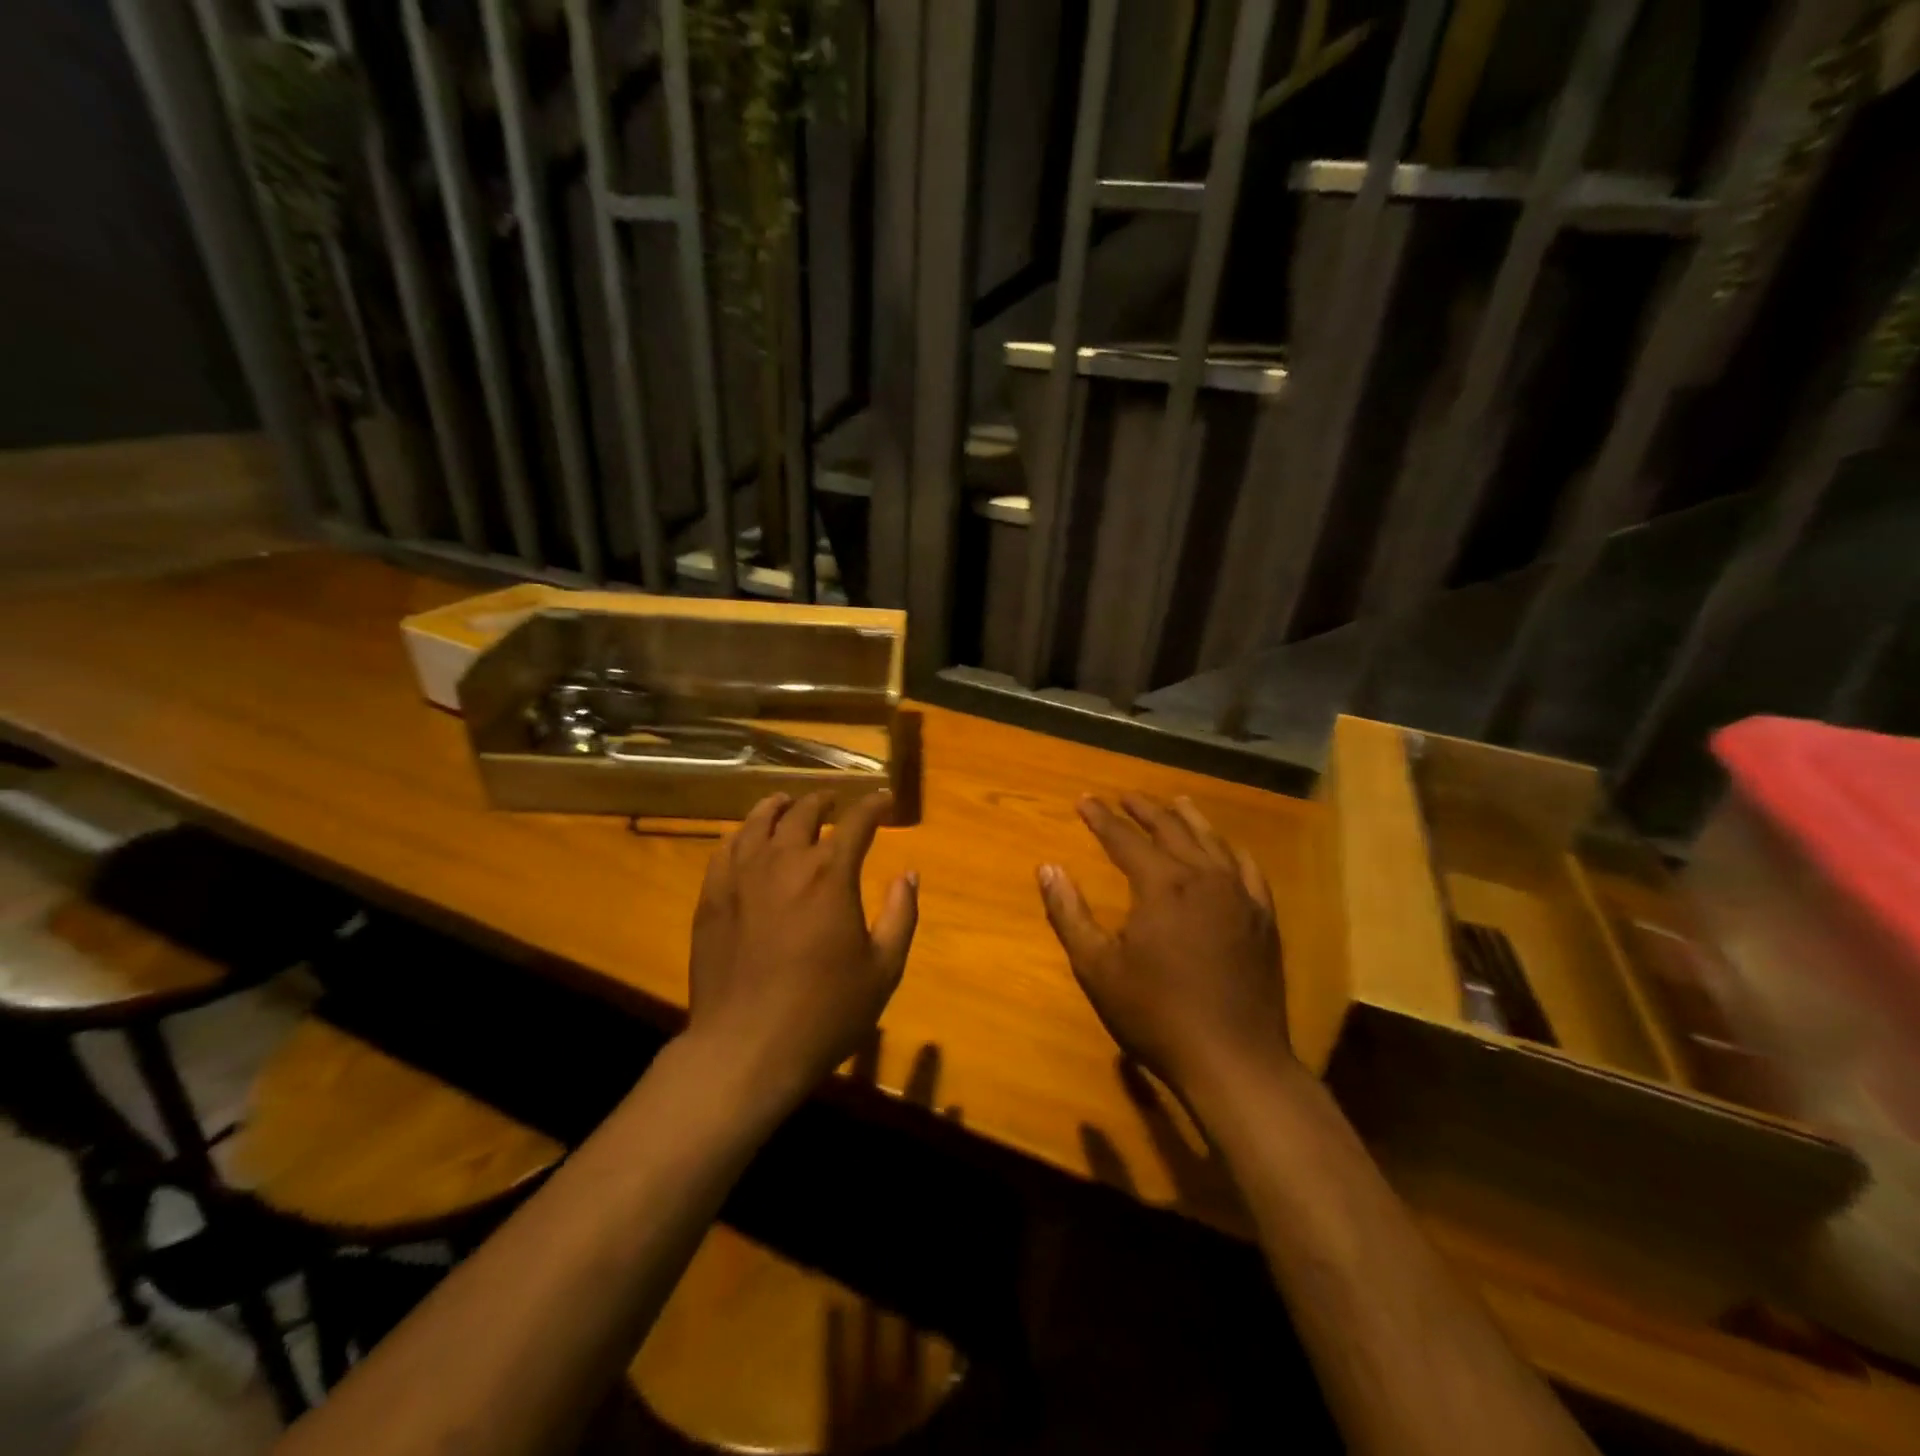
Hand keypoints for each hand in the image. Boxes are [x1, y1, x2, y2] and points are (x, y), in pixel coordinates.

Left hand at [686, 790, 917, 1101]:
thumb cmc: (825, 1012)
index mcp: (831, 874)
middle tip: (835, 802)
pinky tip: (745, 837)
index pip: (857, 822)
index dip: (873, 806)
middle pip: (804, 813)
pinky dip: (741, 834)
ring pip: (759, 822)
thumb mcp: (883, 969)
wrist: (746, 1049)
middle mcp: (785, 861)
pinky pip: (725, 849)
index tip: (884, 799)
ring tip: (787, 803)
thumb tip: (909, 875)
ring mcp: (742, 877)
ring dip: (779, 808)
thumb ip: (901, 915)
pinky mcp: (711, 897)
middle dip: (824, 802)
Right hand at [1037, 794, 1287, 1104]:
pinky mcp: (1264, 918)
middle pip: (1171, 828)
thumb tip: (1047, 868)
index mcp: (1161, 885)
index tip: (1084, 800)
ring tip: (1175, 801)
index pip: (1124, 838)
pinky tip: (1227, 849)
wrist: (1234, 1060)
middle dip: (1144, 809)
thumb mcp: (1096, 968)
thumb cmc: (1156, 1014)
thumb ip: (1069, 913)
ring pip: (1213, 841)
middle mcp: (1204, 877)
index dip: (1101, 818)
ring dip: (1189, 818)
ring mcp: (1240, 896)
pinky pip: (1249, 869)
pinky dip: (1231, 850)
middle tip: (1125, 796)